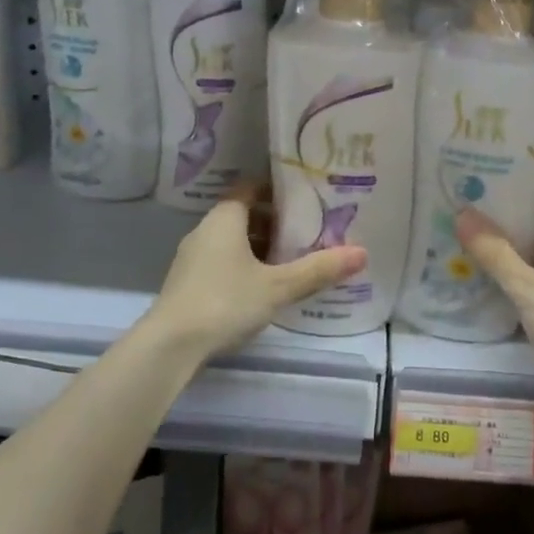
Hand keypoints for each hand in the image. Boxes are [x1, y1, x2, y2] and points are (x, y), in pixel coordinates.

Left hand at [150, 184, 366, 361]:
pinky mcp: (188, 284)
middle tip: (307, 231)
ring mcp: (193, 259)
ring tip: (291, 260)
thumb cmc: (225, 302)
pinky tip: (263, 287)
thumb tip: (362, 253)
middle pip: (242, 214)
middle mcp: (205, 231)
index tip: (304, 196)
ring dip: (259, 247)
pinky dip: (244, 266)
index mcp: (224, 219)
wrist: (170, 346)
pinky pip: (222, 262)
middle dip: (274, 221)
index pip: (250, 187)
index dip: (276, 189)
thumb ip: (318, 269)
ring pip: (232, 241)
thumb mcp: (278, 286)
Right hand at [456, 203, 533, 420]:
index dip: (530, 199)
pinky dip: (519, 287)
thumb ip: (496, 254)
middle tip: (475, 219)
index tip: (496, 193)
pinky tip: (492, 287)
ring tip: (475, 247)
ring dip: (515, 260)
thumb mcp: (529, 288)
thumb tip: (463, 213)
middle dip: (516, 229)